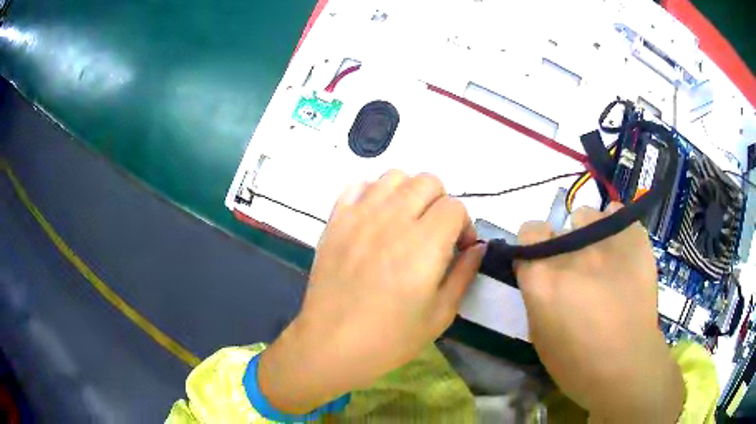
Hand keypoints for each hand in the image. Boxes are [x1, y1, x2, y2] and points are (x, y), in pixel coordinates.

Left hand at [258, 171, 484, 413]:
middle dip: (441, 203)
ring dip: (408, 193)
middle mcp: (392, 220)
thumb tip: (478, 247)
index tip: (459, 248)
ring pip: (394, 177)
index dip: (464, 225)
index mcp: (424, 245)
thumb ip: (464, 274)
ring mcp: (359, 216)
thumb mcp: (440, 315)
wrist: (332, 345)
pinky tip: (375, 218)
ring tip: (406, 221)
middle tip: (435, 232)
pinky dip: (373, 193)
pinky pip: (357, 185)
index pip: (455, 207)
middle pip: (427, 181)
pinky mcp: (335, 221)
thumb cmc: (390, 338)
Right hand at [516, 204, 684, 421]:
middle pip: (559, 225)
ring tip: (601, 260)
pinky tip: (620, 252)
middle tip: (577, 272)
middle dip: (563, 247)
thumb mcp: (539, 333)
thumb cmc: (576, 362)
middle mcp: (572, 250)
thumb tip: (539, 271)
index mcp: (543, 275)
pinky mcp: (634, 236)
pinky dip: (614, 228)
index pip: (528, 231)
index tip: (542, 262)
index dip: (534, 247)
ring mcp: (606, 239)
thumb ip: (536, 293)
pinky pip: (617, 216)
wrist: (626, 366)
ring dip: (588, 234)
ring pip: (587, 215)